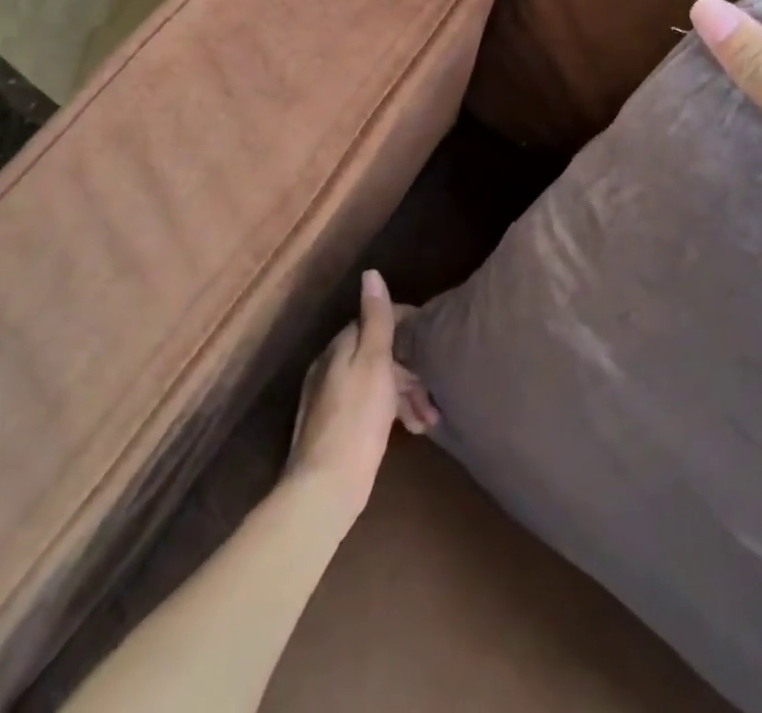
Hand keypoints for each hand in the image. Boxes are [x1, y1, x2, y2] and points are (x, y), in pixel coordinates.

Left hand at [285, 270, 437, 519]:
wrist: (325, 488)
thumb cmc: (357, 419)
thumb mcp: (374, 363)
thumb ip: (376, 320)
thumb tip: (371, 273)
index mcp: (340, 347)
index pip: (376, 320)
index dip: (407, 327)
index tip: (434, 341)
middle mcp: (332, 366)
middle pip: (379, 354)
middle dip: (410, 369)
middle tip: (436, 393)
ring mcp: (332, 398)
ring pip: (378, 382)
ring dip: (406, 395)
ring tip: (430, 420)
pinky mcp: (338, 427)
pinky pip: (371, 405)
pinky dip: (393, 412)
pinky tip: (412, 431)